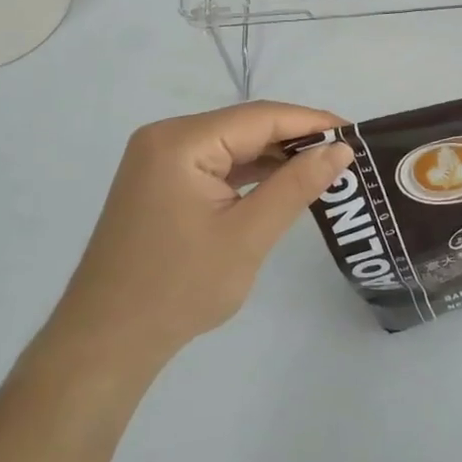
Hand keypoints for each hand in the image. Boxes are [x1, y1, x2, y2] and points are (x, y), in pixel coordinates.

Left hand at [49, 101, 352, 368]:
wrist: (105, 344)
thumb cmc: (178, 289)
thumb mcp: (248, 235)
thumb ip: (296, 185)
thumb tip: (341, 149)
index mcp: (181, 141)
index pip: (261, 117)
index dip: (312, 122)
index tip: (356, 134)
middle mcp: (166, 137)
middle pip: (245, 126)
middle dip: (296, 139)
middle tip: (345, 156)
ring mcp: (159, 160)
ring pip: (232, 144)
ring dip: (274, 157)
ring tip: (323, 169)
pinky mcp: (160, 182)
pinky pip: (215, 164)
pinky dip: (249, 173)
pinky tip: (281, 184)